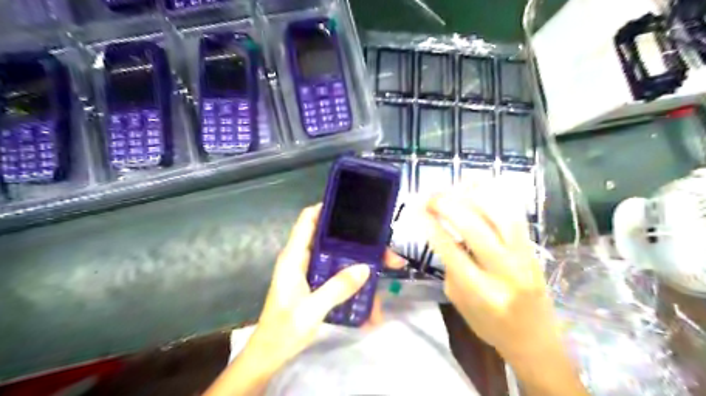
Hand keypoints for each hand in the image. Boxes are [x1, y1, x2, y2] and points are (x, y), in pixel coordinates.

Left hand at [205, 204, 401, 395]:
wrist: (270, 354)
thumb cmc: (284, 330)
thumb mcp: (311, 309)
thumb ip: (337, 288)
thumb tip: (366, 268)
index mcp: (294, 257)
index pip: (308, 220)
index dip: (326, 208)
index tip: (352, 206)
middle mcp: (303, 259)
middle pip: (332, 239)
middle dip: (358, 241)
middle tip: (383, 246)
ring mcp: (311, 272)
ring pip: (339, 257)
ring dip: (361, 262)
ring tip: (386, 268)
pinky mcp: (317, 284)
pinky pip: (339, 274)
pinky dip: (355, 279)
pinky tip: (371, 293)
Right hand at [424, 186, 562, 364]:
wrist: (536, 340)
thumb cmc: (491, 327)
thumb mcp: (460, 304)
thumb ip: (451, 269)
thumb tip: (444, 234)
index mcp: (482, 293)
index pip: (451, 252)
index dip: (432, 227)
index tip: (417, 211)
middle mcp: (505, 272)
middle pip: (475, 228)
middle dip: (448, 206)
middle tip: (430, 197)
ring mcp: (524, 258)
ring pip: (500, 215)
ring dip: (473, 195)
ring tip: (454, 186)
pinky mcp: (533, 249)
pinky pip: (515, 215)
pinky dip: (496, 196)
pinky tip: (480, 185)